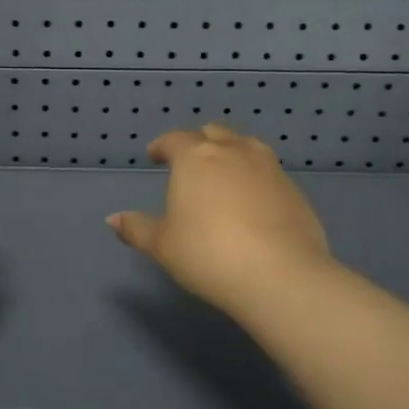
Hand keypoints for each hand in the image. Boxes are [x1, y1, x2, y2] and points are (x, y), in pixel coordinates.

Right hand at [108, 124, 331, 316]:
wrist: (280, 275)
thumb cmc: (208, 254)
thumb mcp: (162, 245)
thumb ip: (137, 228)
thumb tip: (113, 219)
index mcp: (196, 158)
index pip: (174, 139)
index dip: (162, 146)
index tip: (155, 155)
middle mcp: (233, 152)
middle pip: (213, 133)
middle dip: (198, 141)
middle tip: (189, 160)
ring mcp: (269, 168)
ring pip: (246, 145)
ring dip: (231, 151)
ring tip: (224, 172)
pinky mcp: (294, 189)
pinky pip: (268, 171)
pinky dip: (255, 176)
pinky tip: (252, 199)